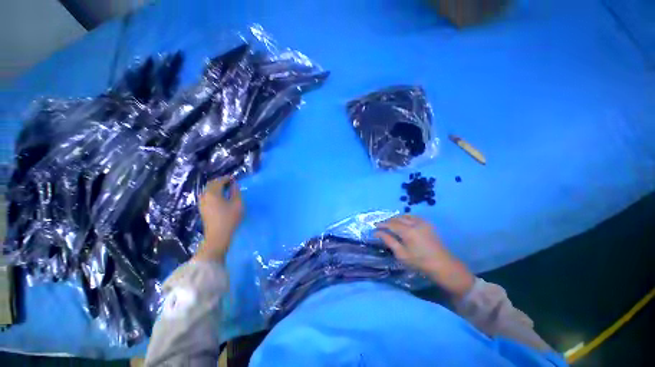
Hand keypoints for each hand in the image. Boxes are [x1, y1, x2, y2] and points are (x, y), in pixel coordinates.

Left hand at [195, 177, 243, 262]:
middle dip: (220, 181)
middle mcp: (204, 196)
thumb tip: (234, 185)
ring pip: (208, 190)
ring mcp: (202, 203)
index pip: (219, 181)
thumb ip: (236, 192)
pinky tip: (220, 197)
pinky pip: (207, 196)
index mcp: (213, 193)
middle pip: (211, 184)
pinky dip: (213, 193)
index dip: (226, 178)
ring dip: (216, 187)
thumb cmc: (229, 218)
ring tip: (226, 189)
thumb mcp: (237, 203)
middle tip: (230, 182)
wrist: (218, 235)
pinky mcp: (202, 209)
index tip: (234, 178)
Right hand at [375, 215, 473, 299]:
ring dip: (396, 218)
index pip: (390, 224)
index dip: (381, 224)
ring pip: (405, 215)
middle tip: (381, 226)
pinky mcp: (428, 224)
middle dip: (388, 221)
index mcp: (408, 231)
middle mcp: (415, 223)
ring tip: (391, 224)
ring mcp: (422, 222)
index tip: (374, 226)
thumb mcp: (401, 254)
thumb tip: (377, 233)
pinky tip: (403, 223)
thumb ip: (388, 241)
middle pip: (397, 218)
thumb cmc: (420, 262)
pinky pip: (413, 216)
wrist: (443, 265)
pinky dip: (405, 218)